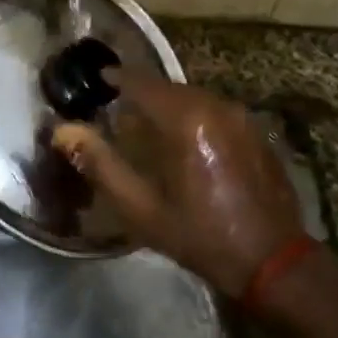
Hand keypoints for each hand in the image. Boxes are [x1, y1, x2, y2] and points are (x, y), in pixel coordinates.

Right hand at [53, 72, 301, 297]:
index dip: (117, 78)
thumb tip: (64, 132)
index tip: (98, 79)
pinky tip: (185, 142)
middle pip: (169, 88)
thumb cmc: (199, 235)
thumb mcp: (141, 208)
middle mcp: (215, 106)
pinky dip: (194, 116)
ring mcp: (241, 116)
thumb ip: (100, 164)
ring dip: (169, 105)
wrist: (272, 260)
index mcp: (185, 119)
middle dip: (142, 94)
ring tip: (148, 125)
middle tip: (118, 109)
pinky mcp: (256, 130)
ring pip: (193, 97)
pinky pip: (215, 110)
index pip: (142, 83)